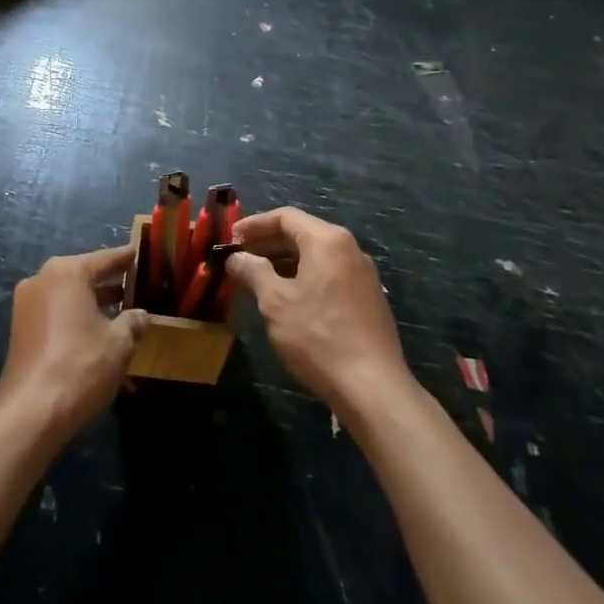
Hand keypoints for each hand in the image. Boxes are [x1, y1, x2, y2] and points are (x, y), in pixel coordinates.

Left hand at [0, 244, 148, 446]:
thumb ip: (133, 322)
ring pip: (68, 295)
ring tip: (120, 309)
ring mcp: (26, 305)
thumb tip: (141, 315)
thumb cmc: (80, 366)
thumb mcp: (119, 343)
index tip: (140, 253)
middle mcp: (42, 280)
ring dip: (92, 302)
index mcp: (67, 272)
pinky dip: (75, 317)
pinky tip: (96, 332)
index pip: (104, 259)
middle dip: (109, 281)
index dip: (125, 258)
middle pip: (83, 274)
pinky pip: (55, 313)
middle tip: (135, 283)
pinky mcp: (20, 330)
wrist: (31, 413)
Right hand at [227, 208, 412, 415]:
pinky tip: (288, 299)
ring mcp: (363, 274)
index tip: (231, 238)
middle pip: (302, 233)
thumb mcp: (275, 302)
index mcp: (327, 240)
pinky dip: (304, 277)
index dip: (255, 225)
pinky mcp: (368, 298)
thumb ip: (253, 271)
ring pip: (316, 256)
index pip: (286, 217)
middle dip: (268, 243)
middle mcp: (349, 248)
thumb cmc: (317, 336)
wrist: (372, 387)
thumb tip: (236, 257)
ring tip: (258, 279)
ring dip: (285, 262)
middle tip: (240, 258)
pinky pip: (329, 274)